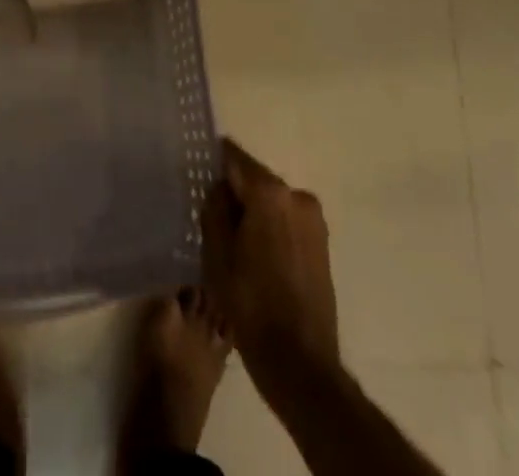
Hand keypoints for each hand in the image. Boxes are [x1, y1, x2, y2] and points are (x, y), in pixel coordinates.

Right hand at [202, 139, 338, 384]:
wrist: (300, 363)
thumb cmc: (251, 304)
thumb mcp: (216, 253)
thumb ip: (215, 207)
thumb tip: (220, 187)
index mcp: (270, 192)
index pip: (233, 156)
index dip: (213, 163)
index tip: (196, 174)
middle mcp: (296, 195)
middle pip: (254, 178)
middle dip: (234, 191)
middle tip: (211, 215)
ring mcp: (314, 219)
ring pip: (271, 200)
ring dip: (253, 211)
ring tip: (233, 240)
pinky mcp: (321, 243)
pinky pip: (286, 220)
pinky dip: (269, 227)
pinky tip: (256, 255)